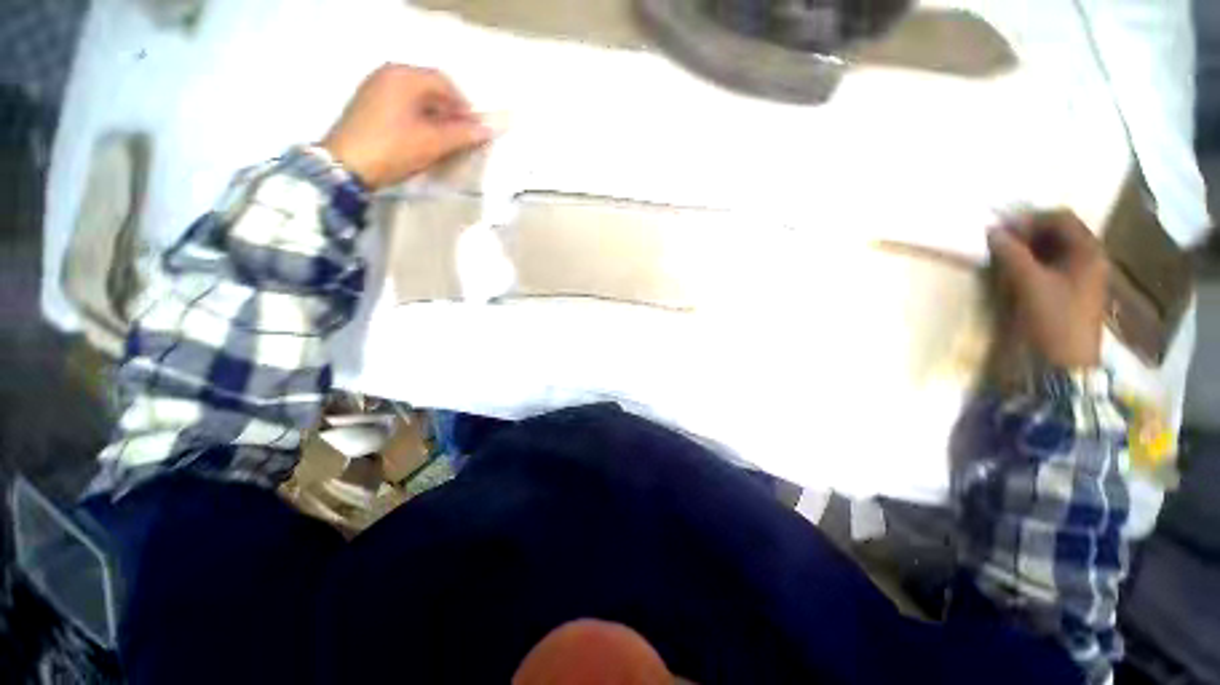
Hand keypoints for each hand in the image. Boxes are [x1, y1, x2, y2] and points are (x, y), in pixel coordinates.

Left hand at [322, 64, 490, 189]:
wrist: (345, 166)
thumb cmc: (393, 149)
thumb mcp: (433, 143)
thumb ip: (463, 134)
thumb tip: (489, 129)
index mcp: (404, 75)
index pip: (445, 83)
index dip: (464, 108)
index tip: (474, 131)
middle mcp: (388, 73)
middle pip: (430, 89)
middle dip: (450, 113)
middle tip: (460, 139)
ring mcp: (375, 88)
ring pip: (417, 99)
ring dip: (435, 118)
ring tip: (443, 143)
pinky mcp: (367, 104)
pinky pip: (402, 106)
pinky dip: (418, 120)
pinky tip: (422, 140)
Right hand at [987, 210, 1108, 367]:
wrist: (1063, 363)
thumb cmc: (1053, 319)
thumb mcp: (1031, 284)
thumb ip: (1012, 255)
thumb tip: (992, 232)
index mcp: (1088, 252)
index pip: (1061, 219)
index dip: (1031, 219)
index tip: (1002, 229)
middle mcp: (1087, 259)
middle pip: (1058, 233)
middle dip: (1027, 233)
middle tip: (997, 241)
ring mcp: (1078, 277)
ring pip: (1051, 250)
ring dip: (1026, 248)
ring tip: (1000, 255)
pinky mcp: (1065, 292)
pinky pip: (1048, 267)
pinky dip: (1029, 263)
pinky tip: (1011, 271)